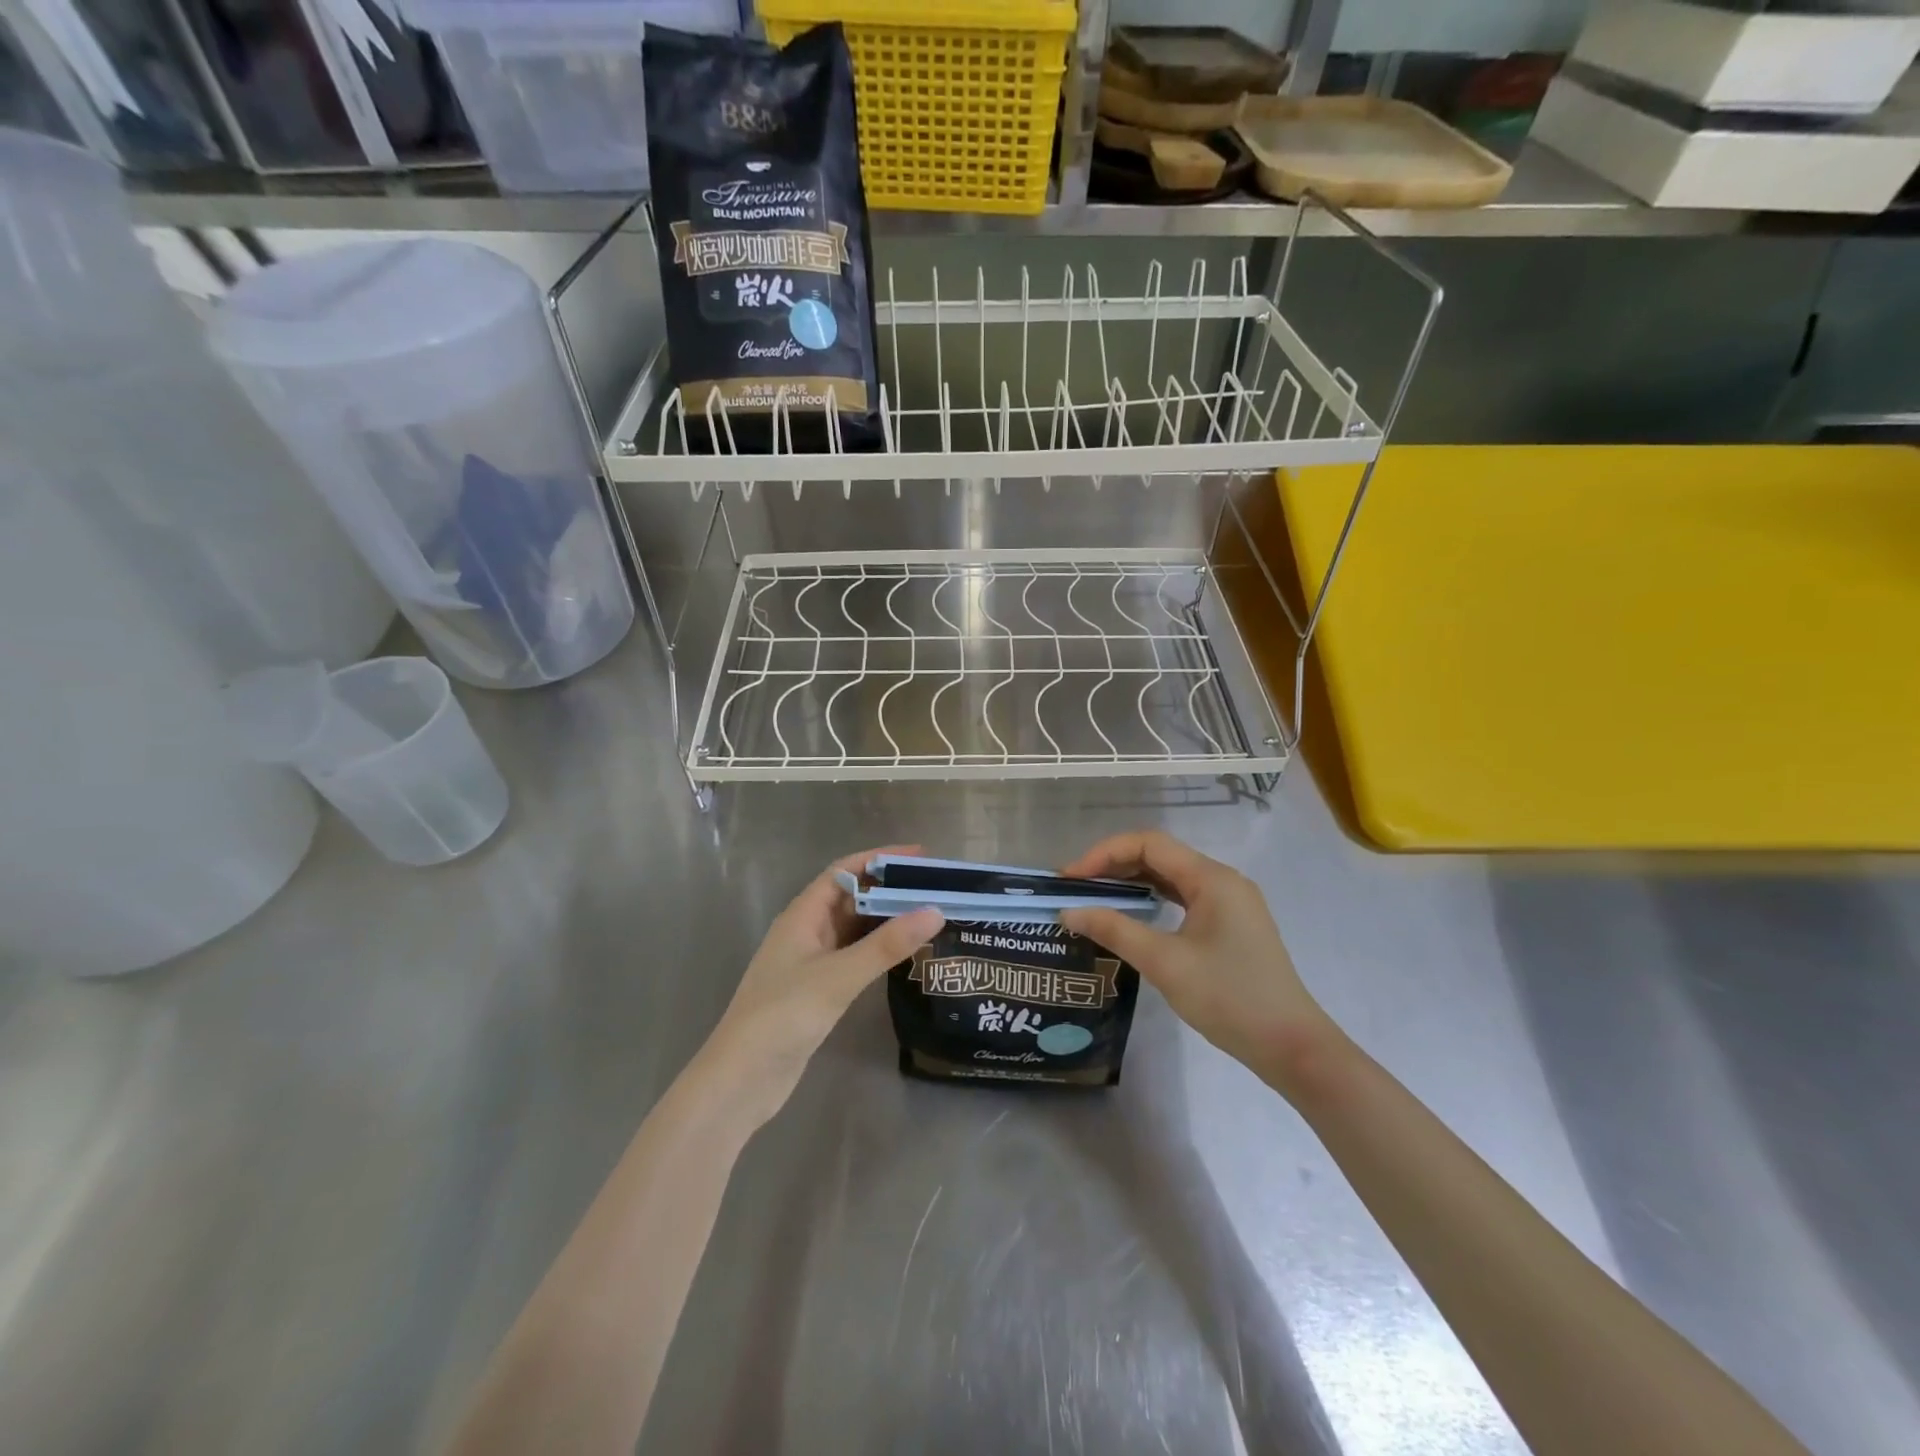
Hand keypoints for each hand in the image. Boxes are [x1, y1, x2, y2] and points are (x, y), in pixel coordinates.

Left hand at [696, 846, 942, 1127]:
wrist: (742, 1079)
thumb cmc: (784, 1015)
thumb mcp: (839, 976)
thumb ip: (886, 945)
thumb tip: (935, 911)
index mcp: (802, 915)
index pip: (844, 871)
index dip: (881, 859)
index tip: (921, 857)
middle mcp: (806, 931)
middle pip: (851, 897)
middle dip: (890, 889)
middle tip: (935, 889)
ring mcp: (810, 961)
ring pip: (854, 928)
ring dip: (886, 919)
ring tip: (929, 915)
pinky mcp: (817, 989)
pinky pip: (854, 955)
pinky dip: (879, 949)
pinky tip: (905, 954)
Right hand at [1059, 831, 1338, 1094]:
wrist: (1291, 1047)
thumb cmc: (1229, 998)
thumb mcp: (1165, 963)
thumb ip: (1115, 930)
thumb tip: (1068, 912)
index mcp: (1211, 878)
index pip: (1149, 844)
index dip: (1104, 854)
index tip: (1070, 879)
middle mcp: (1222, 880)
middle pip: (1160, 856)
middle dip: (1114, 866)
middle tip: (1075, 889)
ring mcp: (1230, 903)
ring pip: (1171, 877)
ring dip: (1132, 882)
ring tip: (1094, 898)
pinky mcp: (1231, 926)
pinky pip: (1183, 898)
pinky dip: (1153, 900)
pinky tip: (1132, 915)